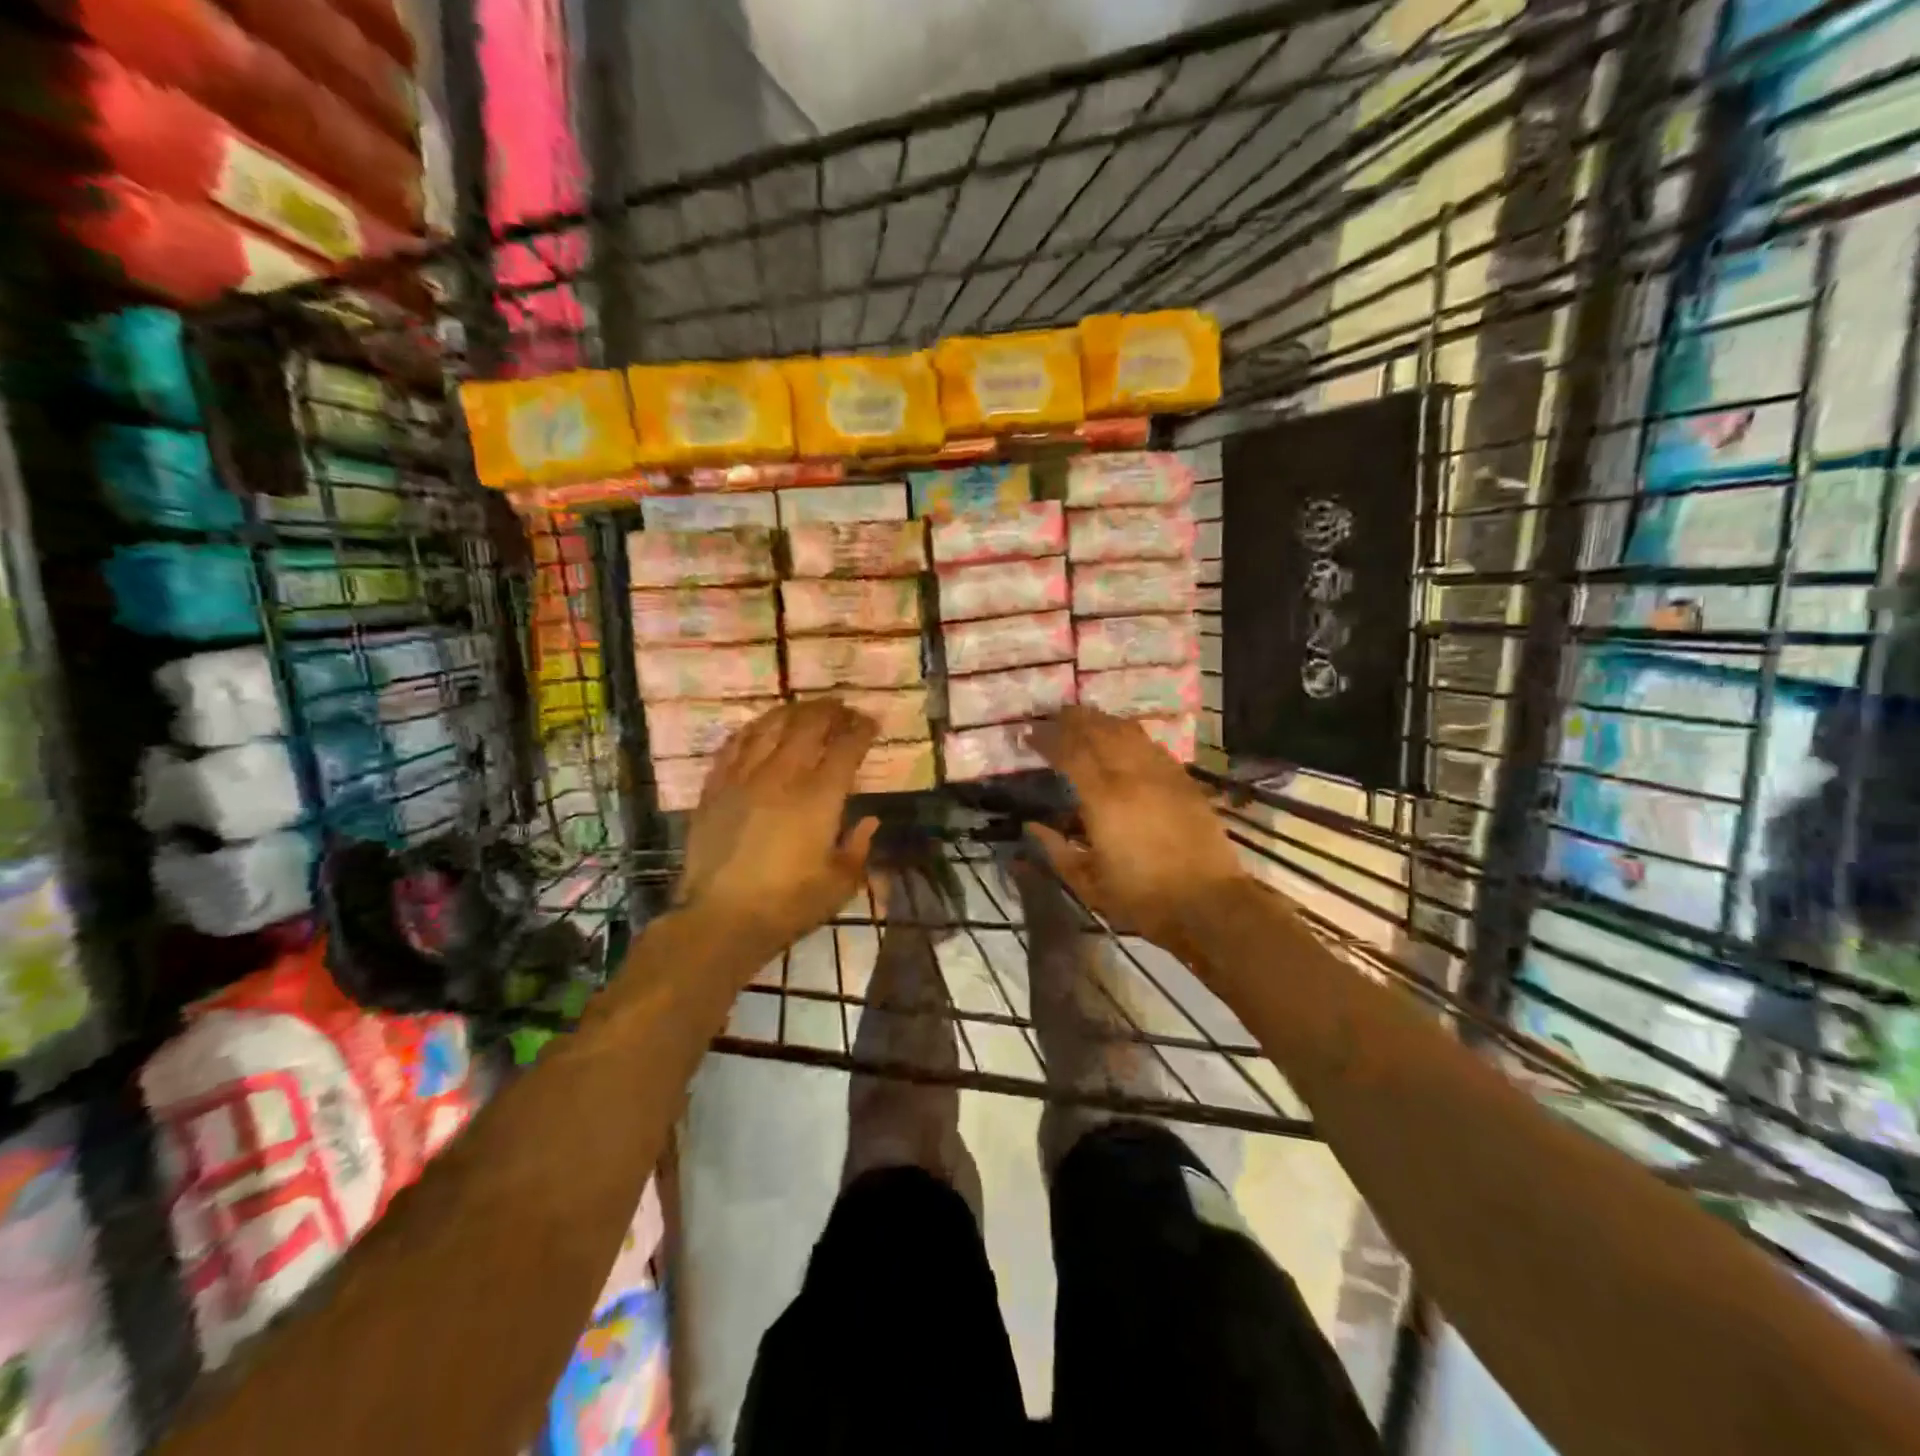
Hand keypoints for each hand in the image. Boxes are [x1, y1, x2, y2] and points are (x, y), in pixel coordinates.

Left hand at [675, 700, 880, 952]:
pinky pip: (734, 745)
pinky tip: (760, 727)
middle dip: (830, 712)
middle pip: (809, 725)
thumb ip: (858, 848)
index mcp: (820, 797)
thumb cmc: (788, 905)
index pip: (846, 748)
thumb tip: (869, 821)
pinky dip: (752, 729)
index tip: (871, 723)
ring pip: (770, 727)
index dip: (861, 729)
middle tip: (842, 710)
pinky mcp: (715, 787)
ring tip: (805, 709)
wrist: (721, 919)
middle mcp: (783, 775)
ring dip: (792, 712)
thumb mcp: (839, 884)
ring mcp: (744, 777)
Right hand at [1027, 707, 1246, 948]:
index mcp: (1103, 799)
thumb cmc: (1142, 898)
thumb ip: (1057, 851)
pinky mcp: (1184, 781)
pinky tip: (1124, 740)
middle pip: (1099, 731)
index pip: (1069, 752)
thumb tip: (1032, 827)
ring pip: (1128, 732)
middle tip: (1054, 717)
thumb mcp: (1088, 883)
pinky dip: (1131, 736)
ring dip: (1103, 721)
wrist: (1208, 903)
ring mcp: (1162, 774)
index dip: (1047, 739)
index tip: (1029, 735)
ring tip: (1086, 720)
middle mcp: (1132, 775)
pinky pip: (1152, 746)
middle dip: (1073, 720)